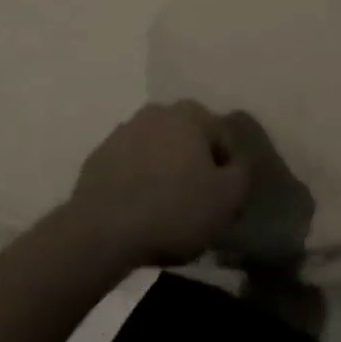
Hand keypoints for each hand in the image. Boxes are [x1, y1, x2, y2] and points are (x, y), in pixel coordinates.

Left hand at [65, 102, 250, 268]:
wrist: (100, 231)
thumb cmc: (172, 210)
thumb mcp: (226, 200)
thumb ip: (241, 176)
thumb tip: (237, 167)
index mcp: (191, 113)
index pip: (223, 137)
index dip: (229, 171)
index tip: (224, 203)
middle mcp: (159, 110)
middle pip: (189, 139)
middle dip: (195, 165)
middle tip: (196, 204)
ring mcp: (124, 131)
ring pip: (157, 151)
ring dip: (164, 172)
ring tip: (164, 211)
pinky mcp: (99, 157)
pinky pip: (129, 168)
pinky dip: (137, 183)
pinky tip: (137, 212)